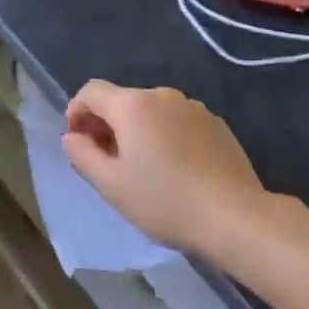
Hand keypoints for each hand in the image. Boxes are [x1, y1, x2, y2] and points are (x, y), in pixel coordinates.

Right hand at [62, 81, 269, 254]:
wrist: (237, 217)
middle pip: (122, 101)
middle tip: (108, 162)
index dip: (76, 112)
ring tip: (144, 169)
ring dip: (138, 131)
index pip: (91, 91)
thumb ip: (82, 154)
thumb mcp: (111, 184)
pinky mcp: (216, 124)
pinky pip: (177, 122)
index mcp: (132, 104)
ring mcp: (193, 107)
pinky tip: (175, 170)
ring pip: (151, 112)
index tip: (79, 143)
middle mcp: (161, 95)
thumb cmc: (165, 201)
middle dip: (107, 125)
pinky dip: (166, 137)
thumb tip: (72, 137)